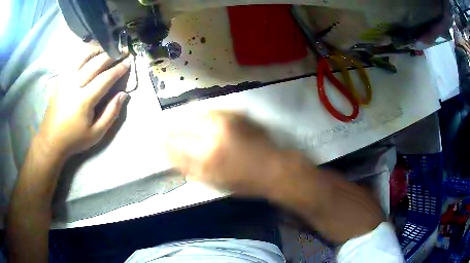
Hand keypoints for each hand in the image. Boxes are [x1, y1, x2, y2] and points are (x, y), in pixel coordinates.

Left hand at [37, 46, 129, 156]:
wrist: (51, 140)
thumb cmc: (74, 139)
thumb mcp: (96, 133)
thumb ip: (111, 113)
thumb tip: (123, 94)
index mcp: (83, 101)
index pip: (105, 78)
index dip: (118, 69)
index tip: (128, 63)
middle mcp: (73, 85)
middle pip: (95, 63)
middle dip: (110, 55)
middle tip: (121, 52)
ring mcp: (64, 80)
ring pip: (83, 56)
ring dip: (97, 50)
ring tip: (107, 49)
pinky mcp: (59, 79)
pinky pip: (73, 60)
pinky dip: (84, 53)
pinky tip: (91, 54)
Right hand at [165, 112, 283, 195]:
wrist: (274, 168)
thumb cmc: (245, 182)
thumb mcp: (216, 183)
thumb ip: (192, 171)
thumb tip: (173, 159)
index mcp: (206, 159)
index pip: (175, 149)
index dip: (163, 144)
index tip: (155, 141)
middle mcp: (212, 137)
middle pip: (182, 129)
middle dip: (169, 129)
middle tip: (161, 128)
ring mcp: (225, 123)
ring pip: (195, 115)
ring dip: (183, 117)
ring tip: (175, 119)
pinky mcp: (236, 115)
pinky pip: (212, 110)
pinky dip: (201, 112)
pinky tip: (196, 113)